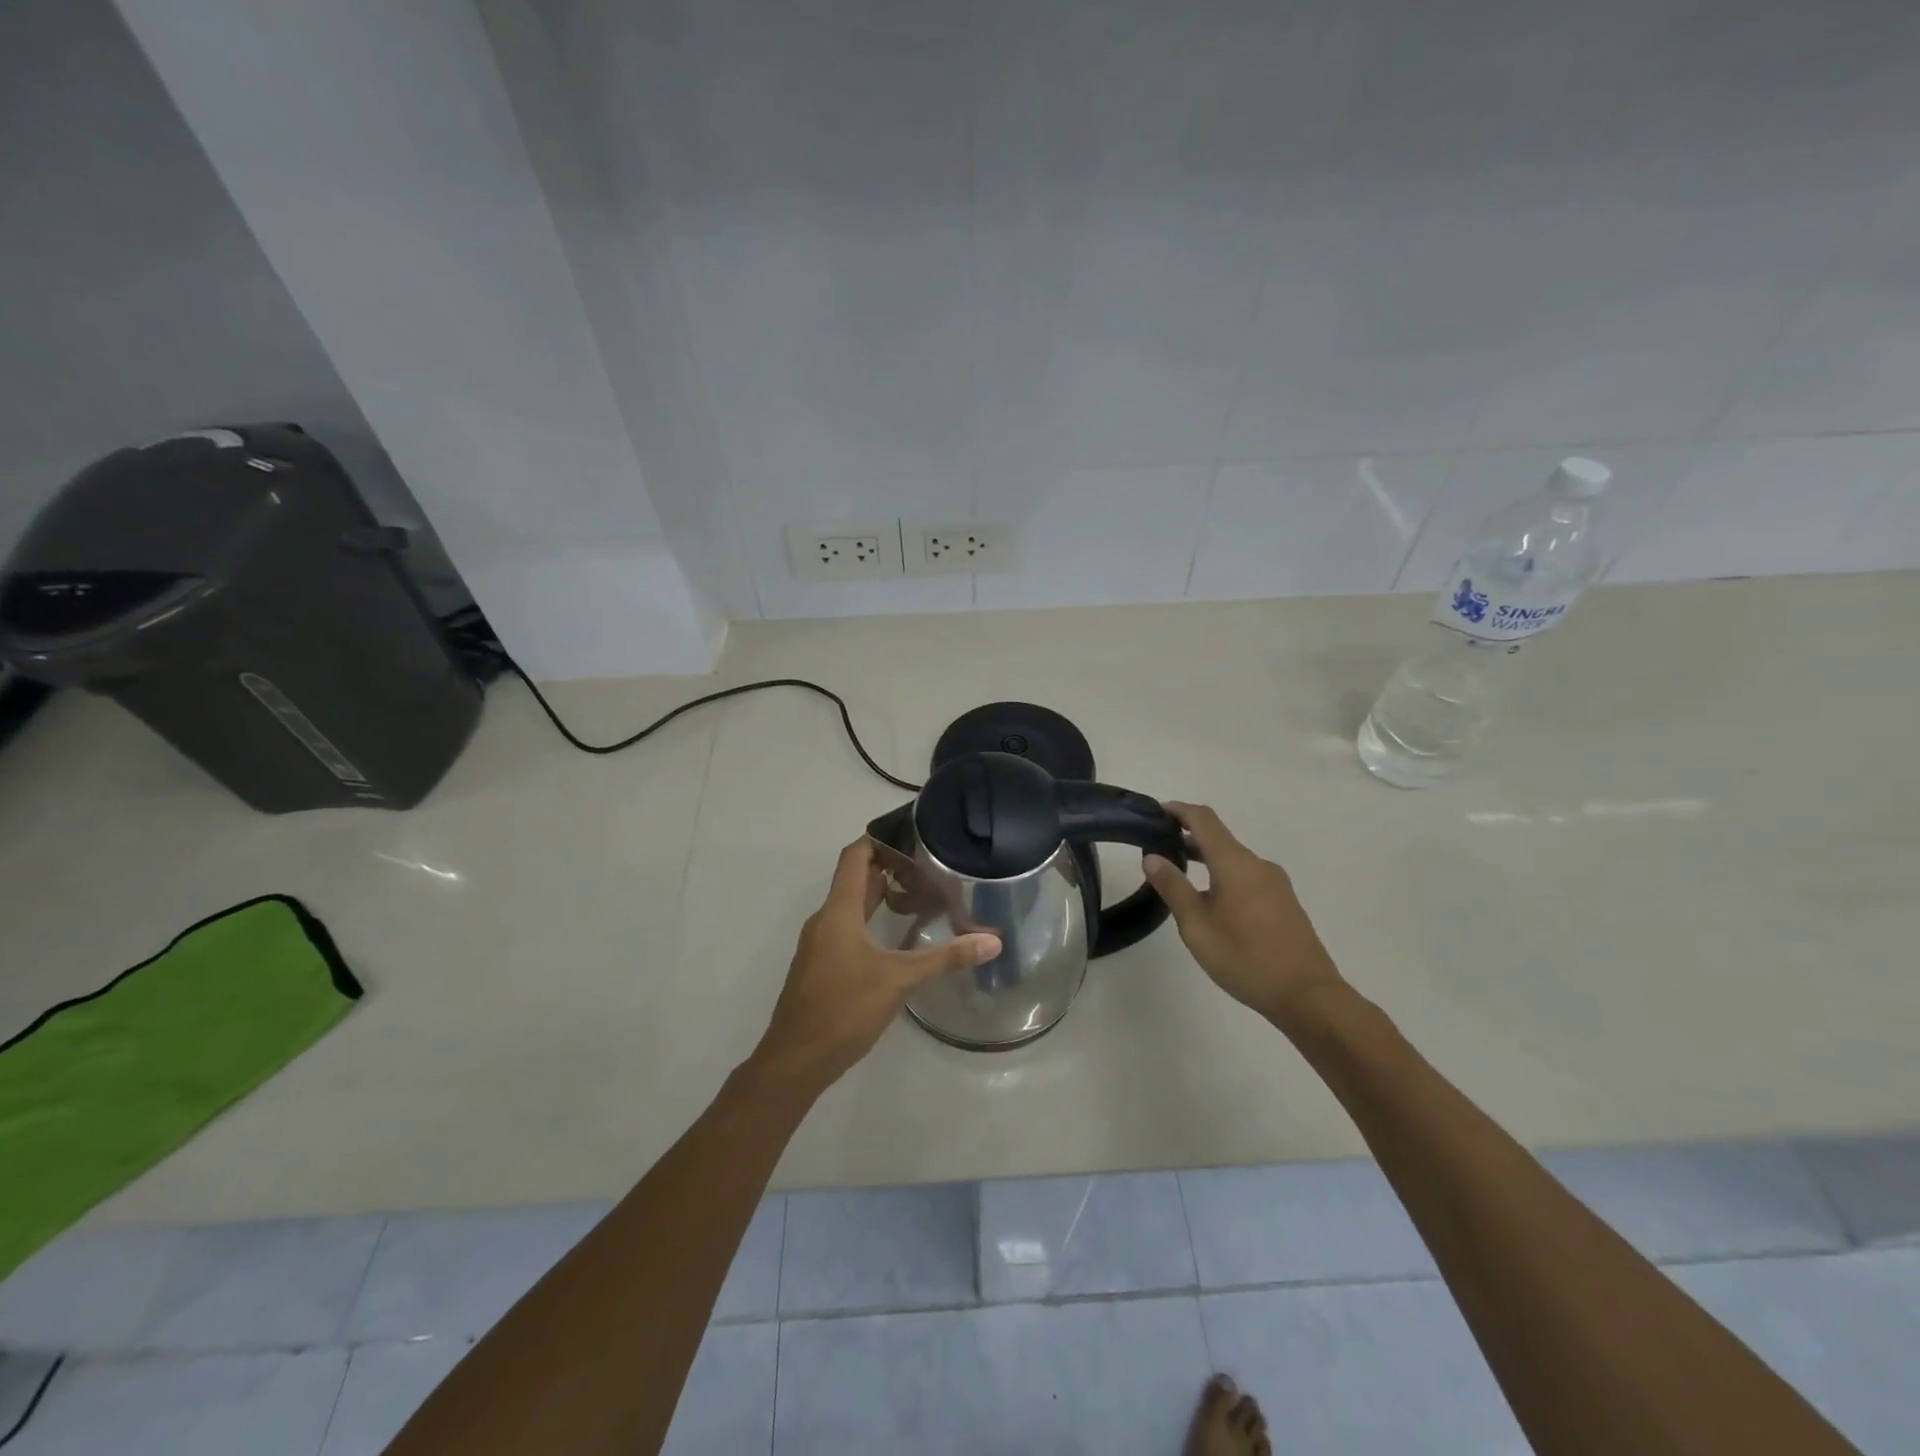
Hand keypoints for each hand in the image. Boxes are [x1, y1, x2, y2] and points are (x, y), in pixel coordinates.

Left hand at [749, 838, 1001, 1094]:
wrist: (795, 1060)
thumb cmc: (844, 1008)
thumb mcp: (899, 980)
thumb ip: (945, 958)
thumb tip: (993, 941)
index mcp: (839, 910)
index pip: (854, 856)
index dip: (878, 838)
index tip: (910, 831)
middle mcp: (825, 919)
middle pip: (855, 879)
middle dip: (889, 867)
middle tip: (928, 863)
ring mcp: (820, 944)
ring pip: (851, 906)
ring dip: (880, 895)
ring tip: (919, 893)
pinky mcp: (821, 965)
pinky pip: (847, 928)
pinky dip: (871, 920)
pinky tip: (897, 935)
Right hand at [1142, 803, 1343, 1027]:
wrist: (1307, 995)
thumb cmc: (1245, 957)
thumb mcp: (1197, 925)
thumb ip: (1173, 887)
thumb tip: (1152, 857)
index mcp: (1235, 863)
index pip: (1204, 819)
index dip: (1179, 810)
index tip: (1155, 812)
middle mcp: (1257, 864)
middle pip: (1219, 838)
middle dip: (1188, 837)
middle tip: (1158, 847)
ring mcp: (1275, 884)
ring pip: (1234, 859)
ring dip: (1206, 858)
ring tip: (1180, 875)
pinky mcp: (1284, 903)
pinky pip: (1247, 876)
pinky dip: (1223, 875)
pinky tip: (1212, 901)